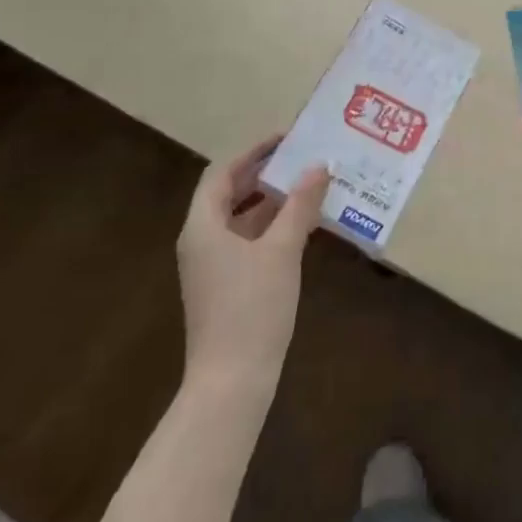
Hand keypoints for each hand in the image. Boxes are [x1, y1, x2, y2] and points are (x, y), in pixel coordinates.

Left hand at [177, 136, 329, 384]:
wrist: (231, 383)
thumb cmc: (252, 308)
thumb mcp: (282, 249)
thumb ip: (300, 204)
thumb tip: (319, 165)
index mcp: (204, 226)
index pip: (222, 172)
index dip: (253, 151)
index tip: (287, 138)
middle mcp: (202, 240)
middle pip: (230, 193)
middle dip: (266, 173)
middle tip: (304, 157)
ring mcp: (212, 266)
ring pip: (241, 218)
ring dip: (273, 200)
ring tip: (311, 184)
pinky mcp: (226, 286)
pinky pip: (248, 241)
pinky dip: (273, 226)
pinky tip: (304, 224)